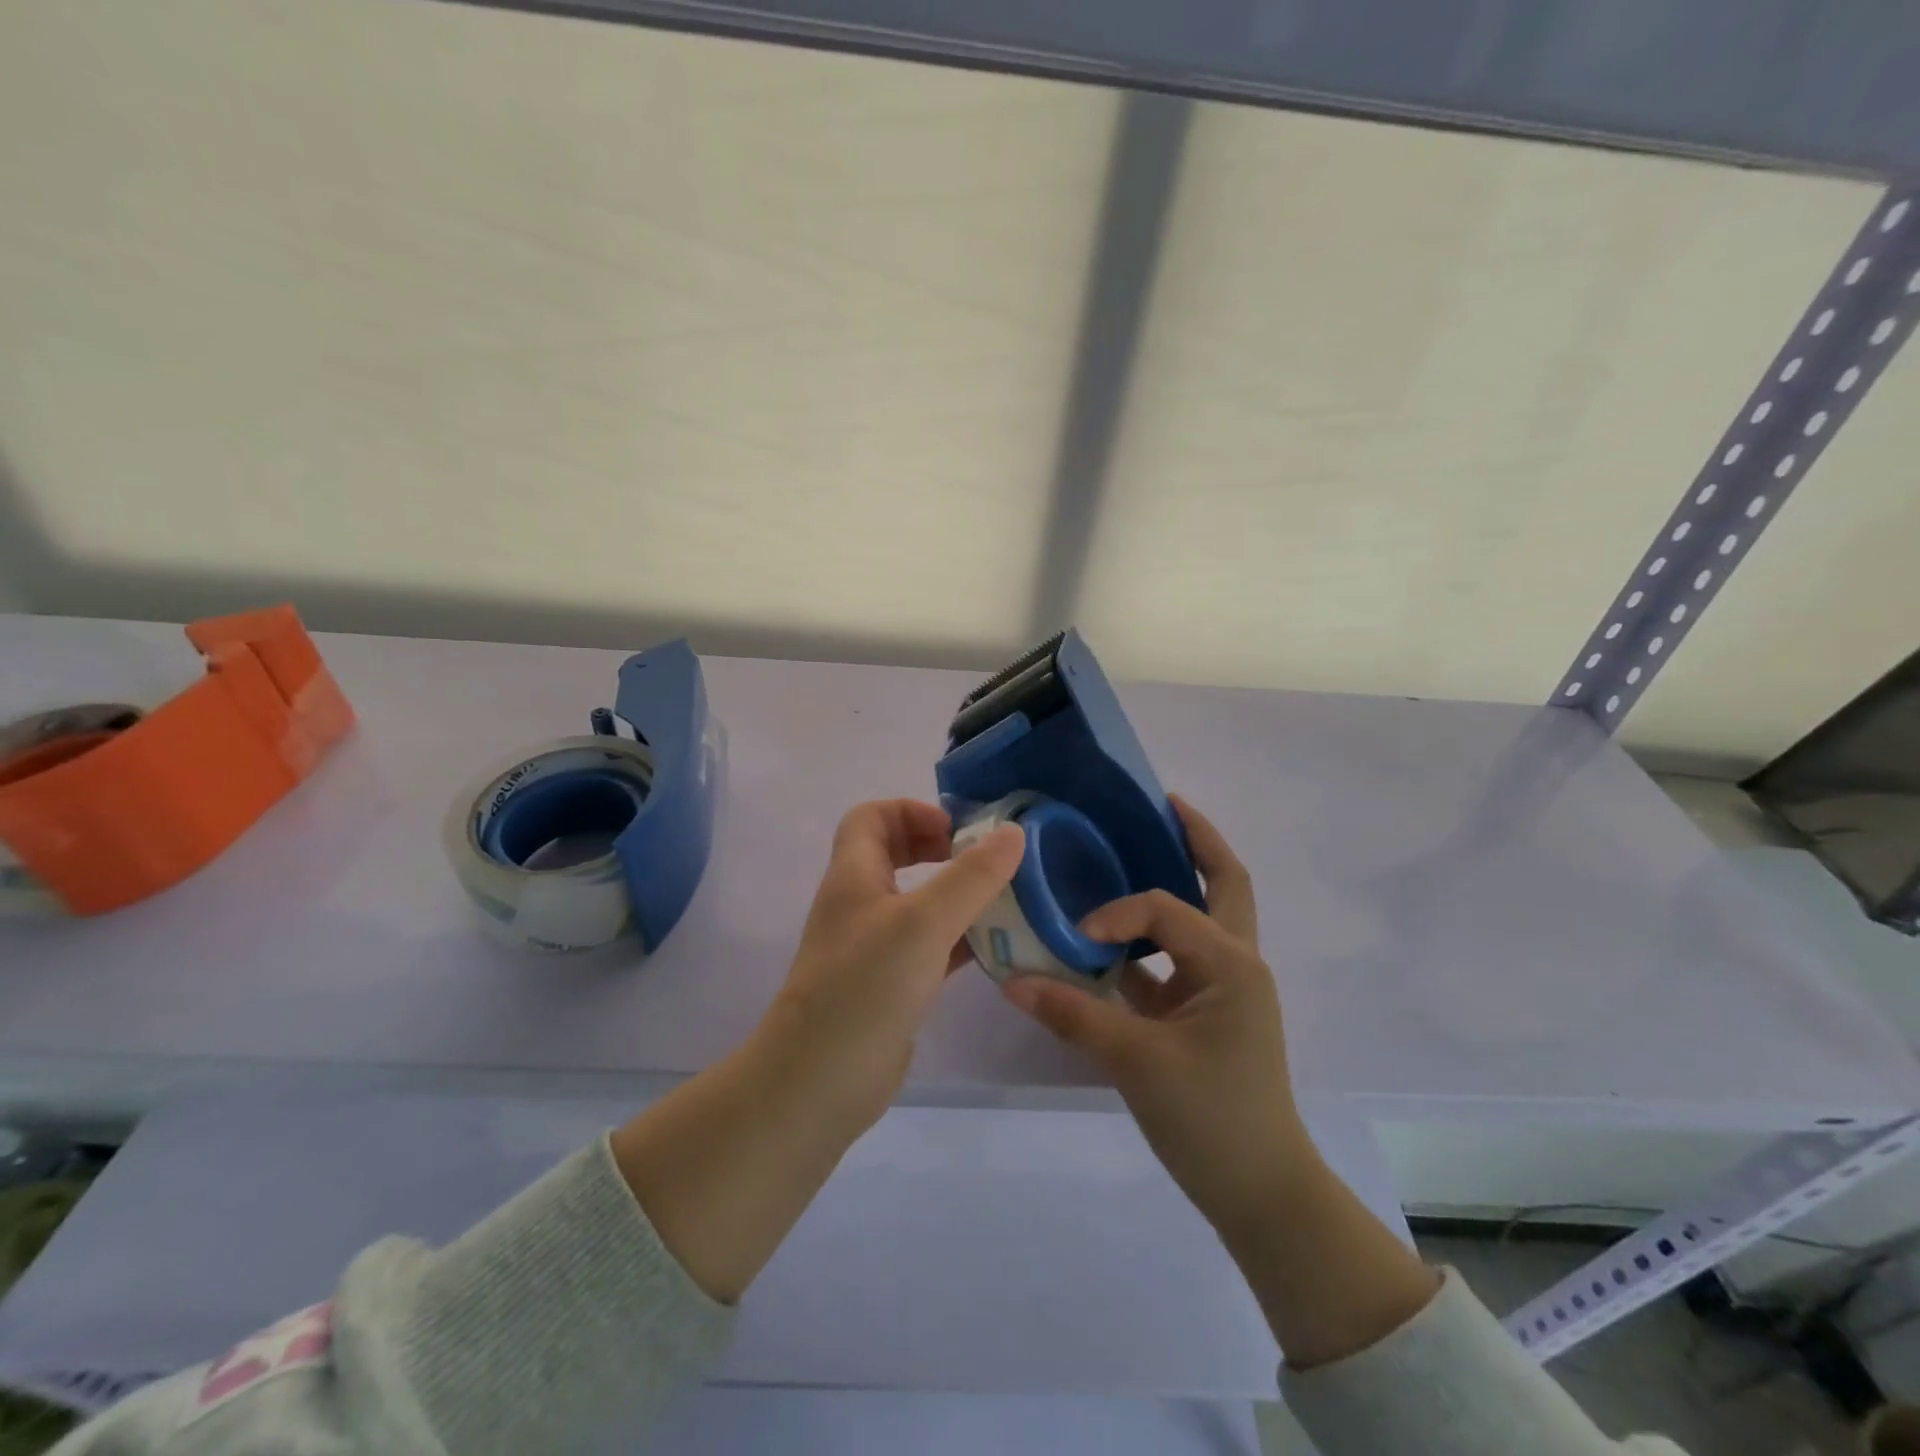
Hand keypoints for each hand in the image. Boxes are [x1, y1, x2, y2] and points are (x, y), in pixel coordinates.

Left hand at [613, 799, 1021, 1303]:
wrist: (820, 1082)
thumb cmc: (866, 987)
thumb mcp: (923, 922)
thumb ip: (970, 877)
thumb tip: (1012, 833)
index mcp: (854, 875)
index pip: (872, 816)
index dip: (912, 810)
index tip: (957, 831)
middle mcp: (860, 903)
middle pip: (895, 854)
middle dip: (939, 848)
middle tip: (984, 861)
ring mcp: (874, 946)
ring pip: (917, 902)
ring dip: (956, 894)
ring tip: (1004, 899)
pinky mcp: (891, 984)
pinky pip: (929, 945)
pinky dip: (959, 938)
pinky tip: (996, 947)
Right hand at [1003, 796, 1309, 1242]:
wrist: (1262, 1194)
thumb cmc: (1211, 1119)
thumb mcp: (1136, 1062)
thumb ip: (1072, 1014)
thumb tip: (1010, 981)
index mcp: (1230, 961)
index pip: (1166, 906)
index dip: (1118, 913)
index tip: (1079, 940)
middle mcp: (1237, 961)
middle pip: (1225, 880)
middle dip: (1196, 839)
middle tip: (1160, 803)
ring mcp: (1225, 987)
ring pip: (1204, 917)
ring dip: (1175, 884)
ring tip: (1131, 853)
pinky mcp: (1207, 1013)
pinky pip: (1177, 960)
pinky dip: (1149, 944)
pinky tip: (1107, 943)